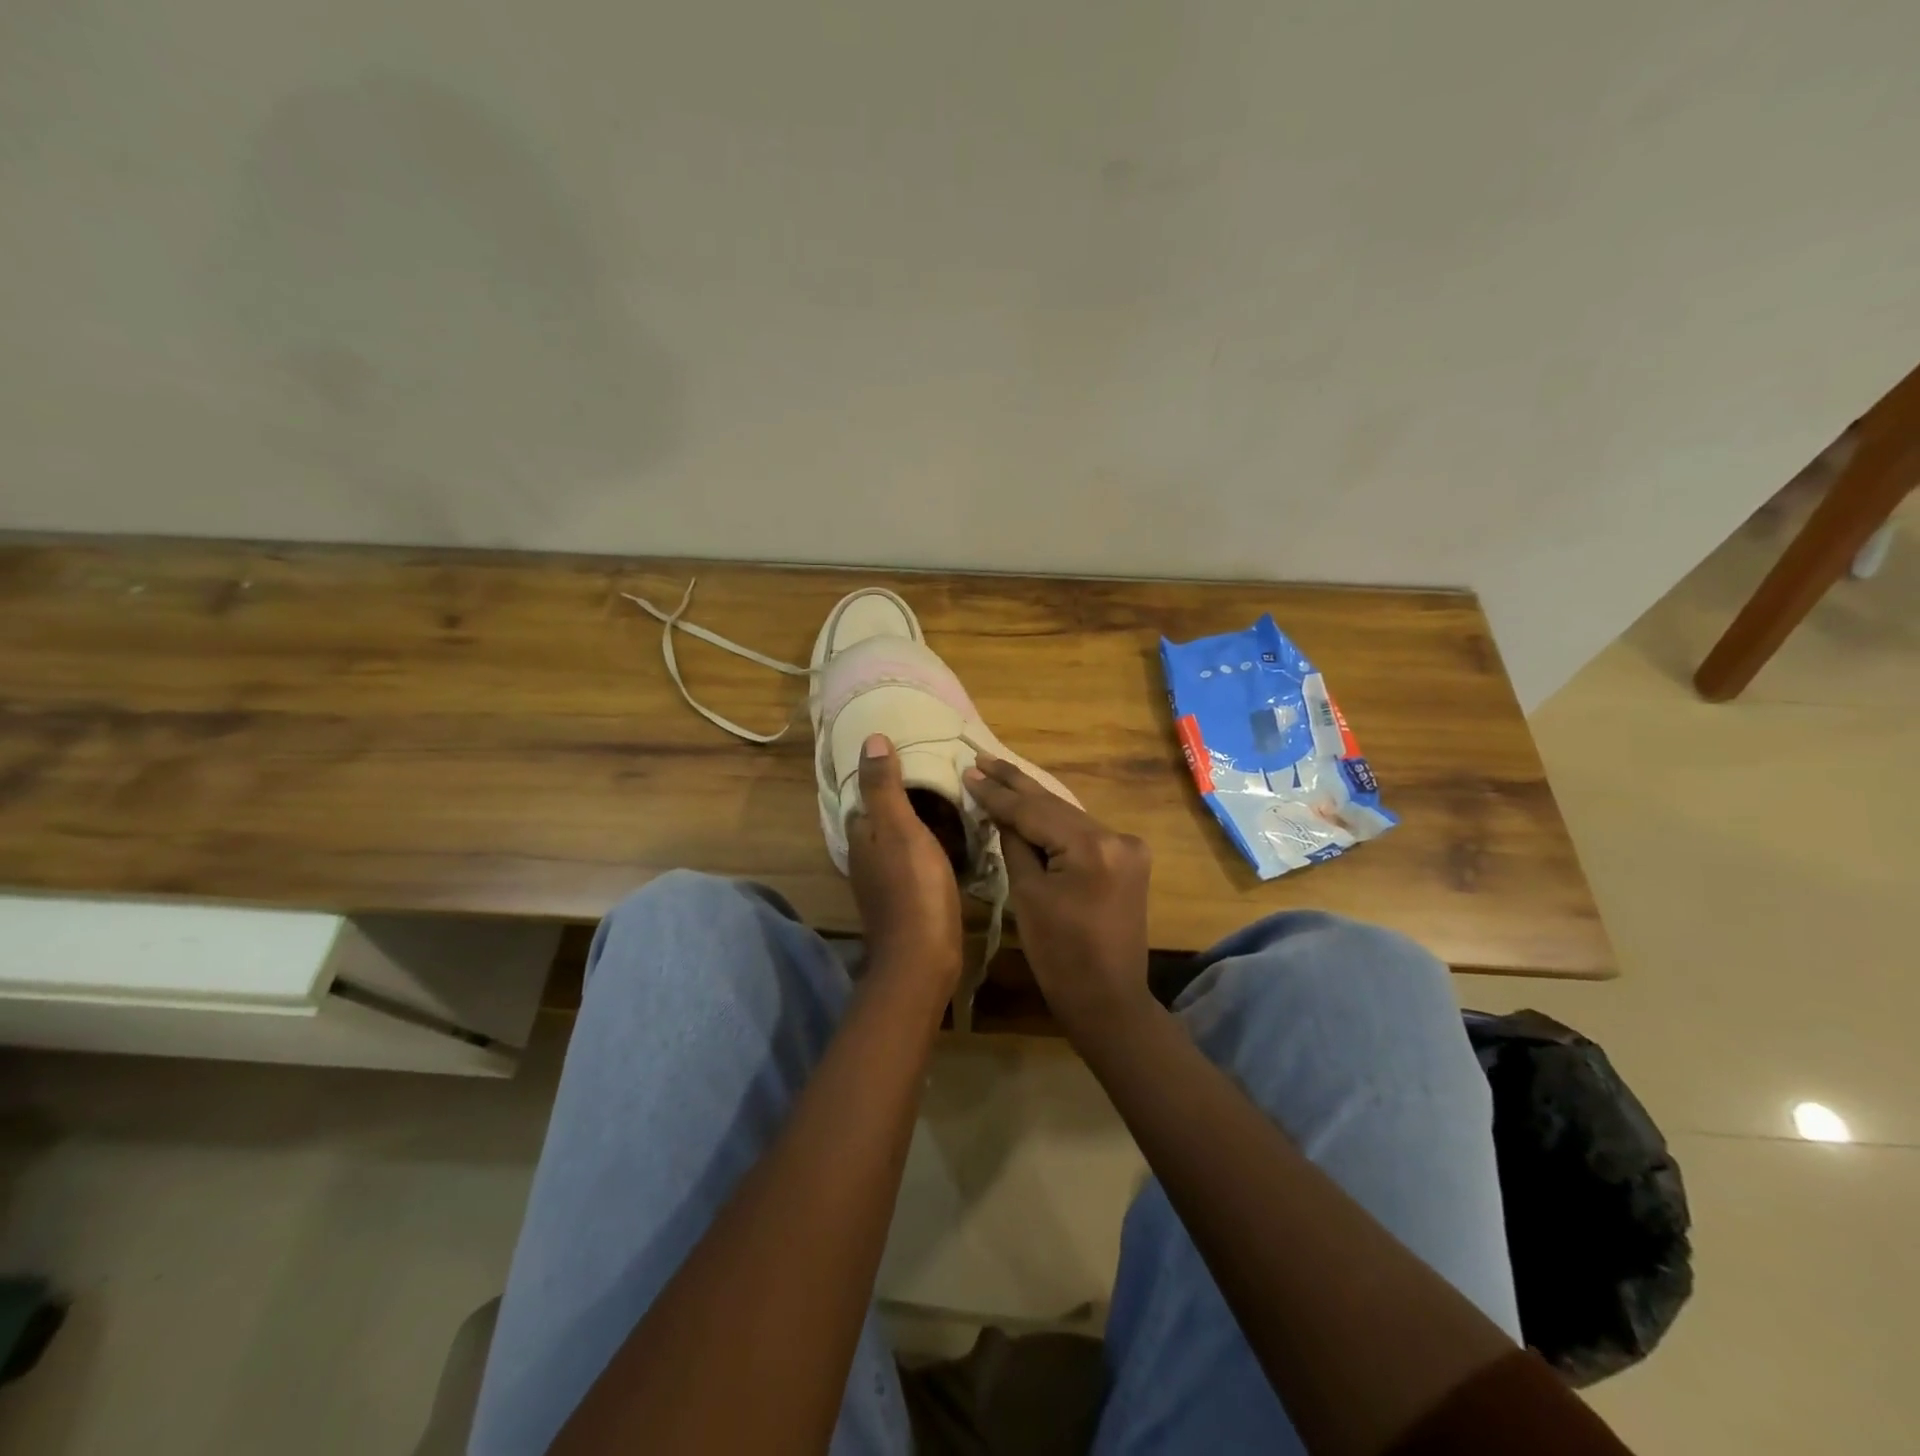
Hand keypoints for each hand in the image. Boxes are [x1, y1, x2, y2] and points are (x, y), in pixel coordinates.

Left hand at [847, 734, 963, 991]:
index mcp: (862, 835)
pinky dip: (932, 843)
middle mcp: (867, 855)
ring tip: (956, 799)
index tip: (914, 753)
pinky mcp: (907, 896)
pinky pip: (917, 857)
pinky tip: (956, 838)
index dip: (886, 772)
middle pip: (885, 815)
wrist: (923, 958)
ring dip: (922, 819)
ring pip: (902, 836)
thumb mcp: (899, 828)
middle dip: (908, 795)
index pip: (867, 792)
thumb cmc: (913, 888)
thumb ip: (884, 786)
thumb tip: (871, 739)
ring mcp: (886, 879)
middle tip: (944, 774)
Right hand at [963, 754, 1152, 1031]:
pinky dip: (1056, 822)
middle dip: (1016, 784)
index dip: (998, 793)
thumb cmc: (1059, 956)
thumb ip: (1016, 845)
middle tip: (982, 758)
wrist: (1108, 1000)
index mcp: (1091, 847)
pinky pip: (1083, 833)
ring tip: (999, 773)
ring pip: (1069, 816)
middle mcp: (1117, 837)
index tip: (970, 770)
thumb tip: (1003, 813)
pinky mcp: (1129, 860)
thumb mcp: (1027, 896)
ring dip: (1035, 800)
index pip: (1034, 811)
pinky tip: (1032, 804)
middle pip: (1055, 806)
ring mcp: (1128, 847)